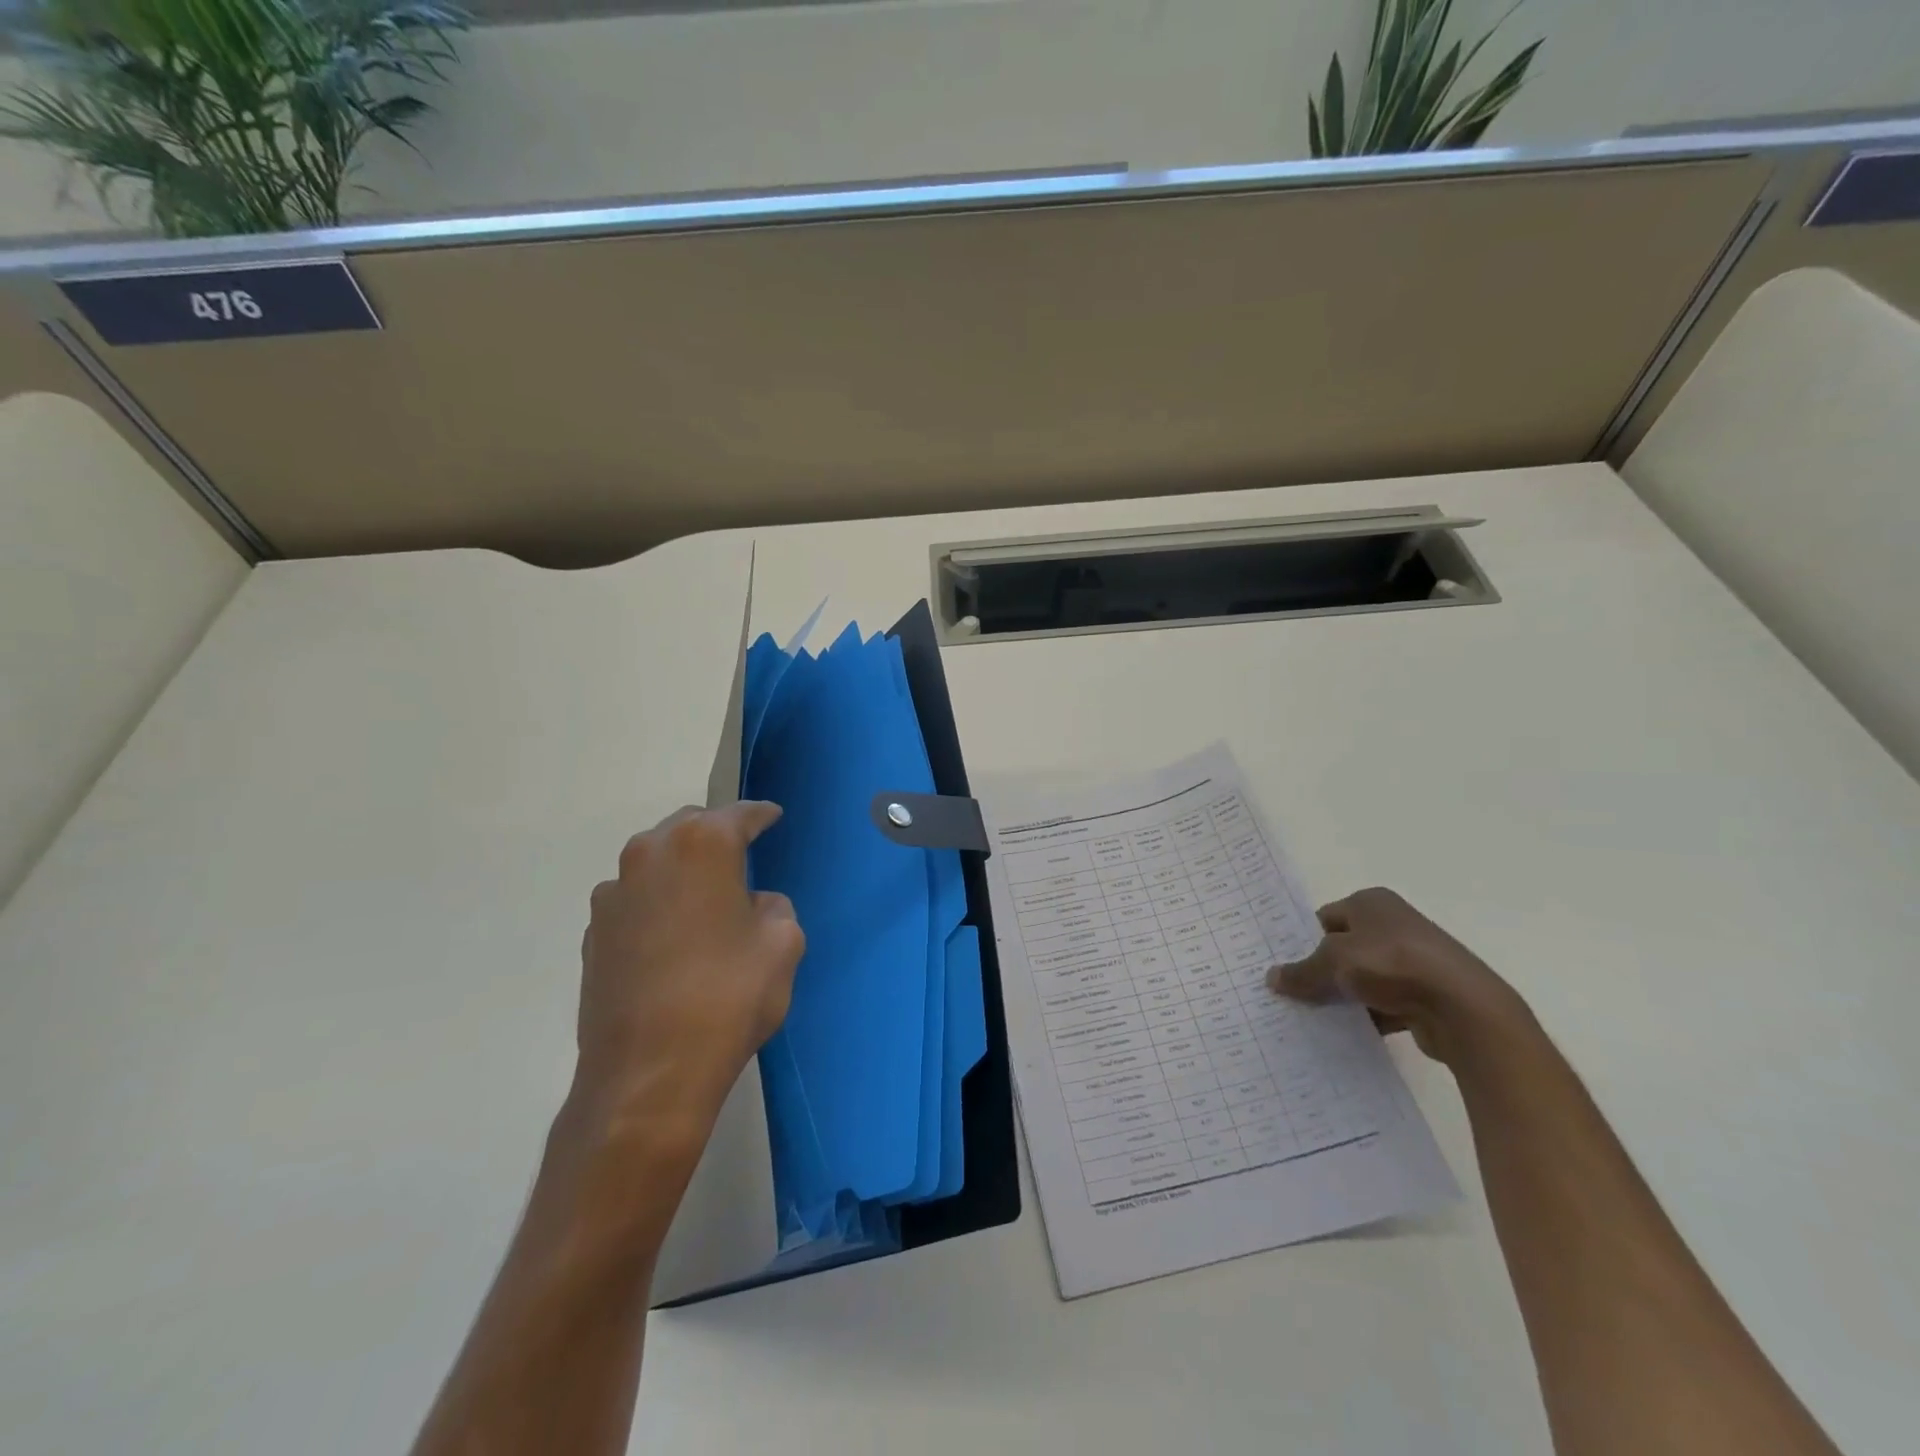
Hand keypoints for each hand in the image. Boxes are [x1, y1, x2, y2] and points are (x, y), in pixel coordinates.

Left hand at [574, 801, 803, 1149]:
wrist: (648, 1074)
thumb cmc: (728, 997)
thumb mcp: (783, 943)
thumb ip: (773, 907)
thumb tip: (751, 906)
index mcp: (702, 845)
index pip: (740, 814)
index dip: (761, 815)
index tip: (773, 817)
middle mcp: (649, 854)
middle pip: (689, 826)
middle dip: (717, 834)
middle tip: (741, 856)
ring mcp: (613, 895)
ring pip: (655, 860)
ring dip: (681, 868)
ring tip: (704, 899)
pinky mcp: (593, 934)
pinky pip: (634, 900)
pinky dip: (656, 903)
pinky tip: (672, 938)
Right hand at [1266, 887, 1529, 1065]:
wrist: (1465, 1008)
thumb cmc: (1392, 965)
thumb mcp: (1334, 961)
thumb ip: (1302, 971)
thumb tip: (1272, 978)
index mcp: (1371, 902)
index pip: (1323, 918)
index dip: (1301, 941)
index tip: (1284, 967)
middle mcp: (1393, 924)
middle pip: (1342, 948)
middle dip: (1320, 971)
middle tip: (1291, 993)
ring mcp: (1413, 959)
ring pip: (1363, 978)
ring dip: (1344, 996)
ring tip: (1313, 1018)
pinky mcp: (1426, 992)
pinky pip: (1385, 1002)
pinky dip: (1368, 1016)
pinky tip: (1348, 1034)